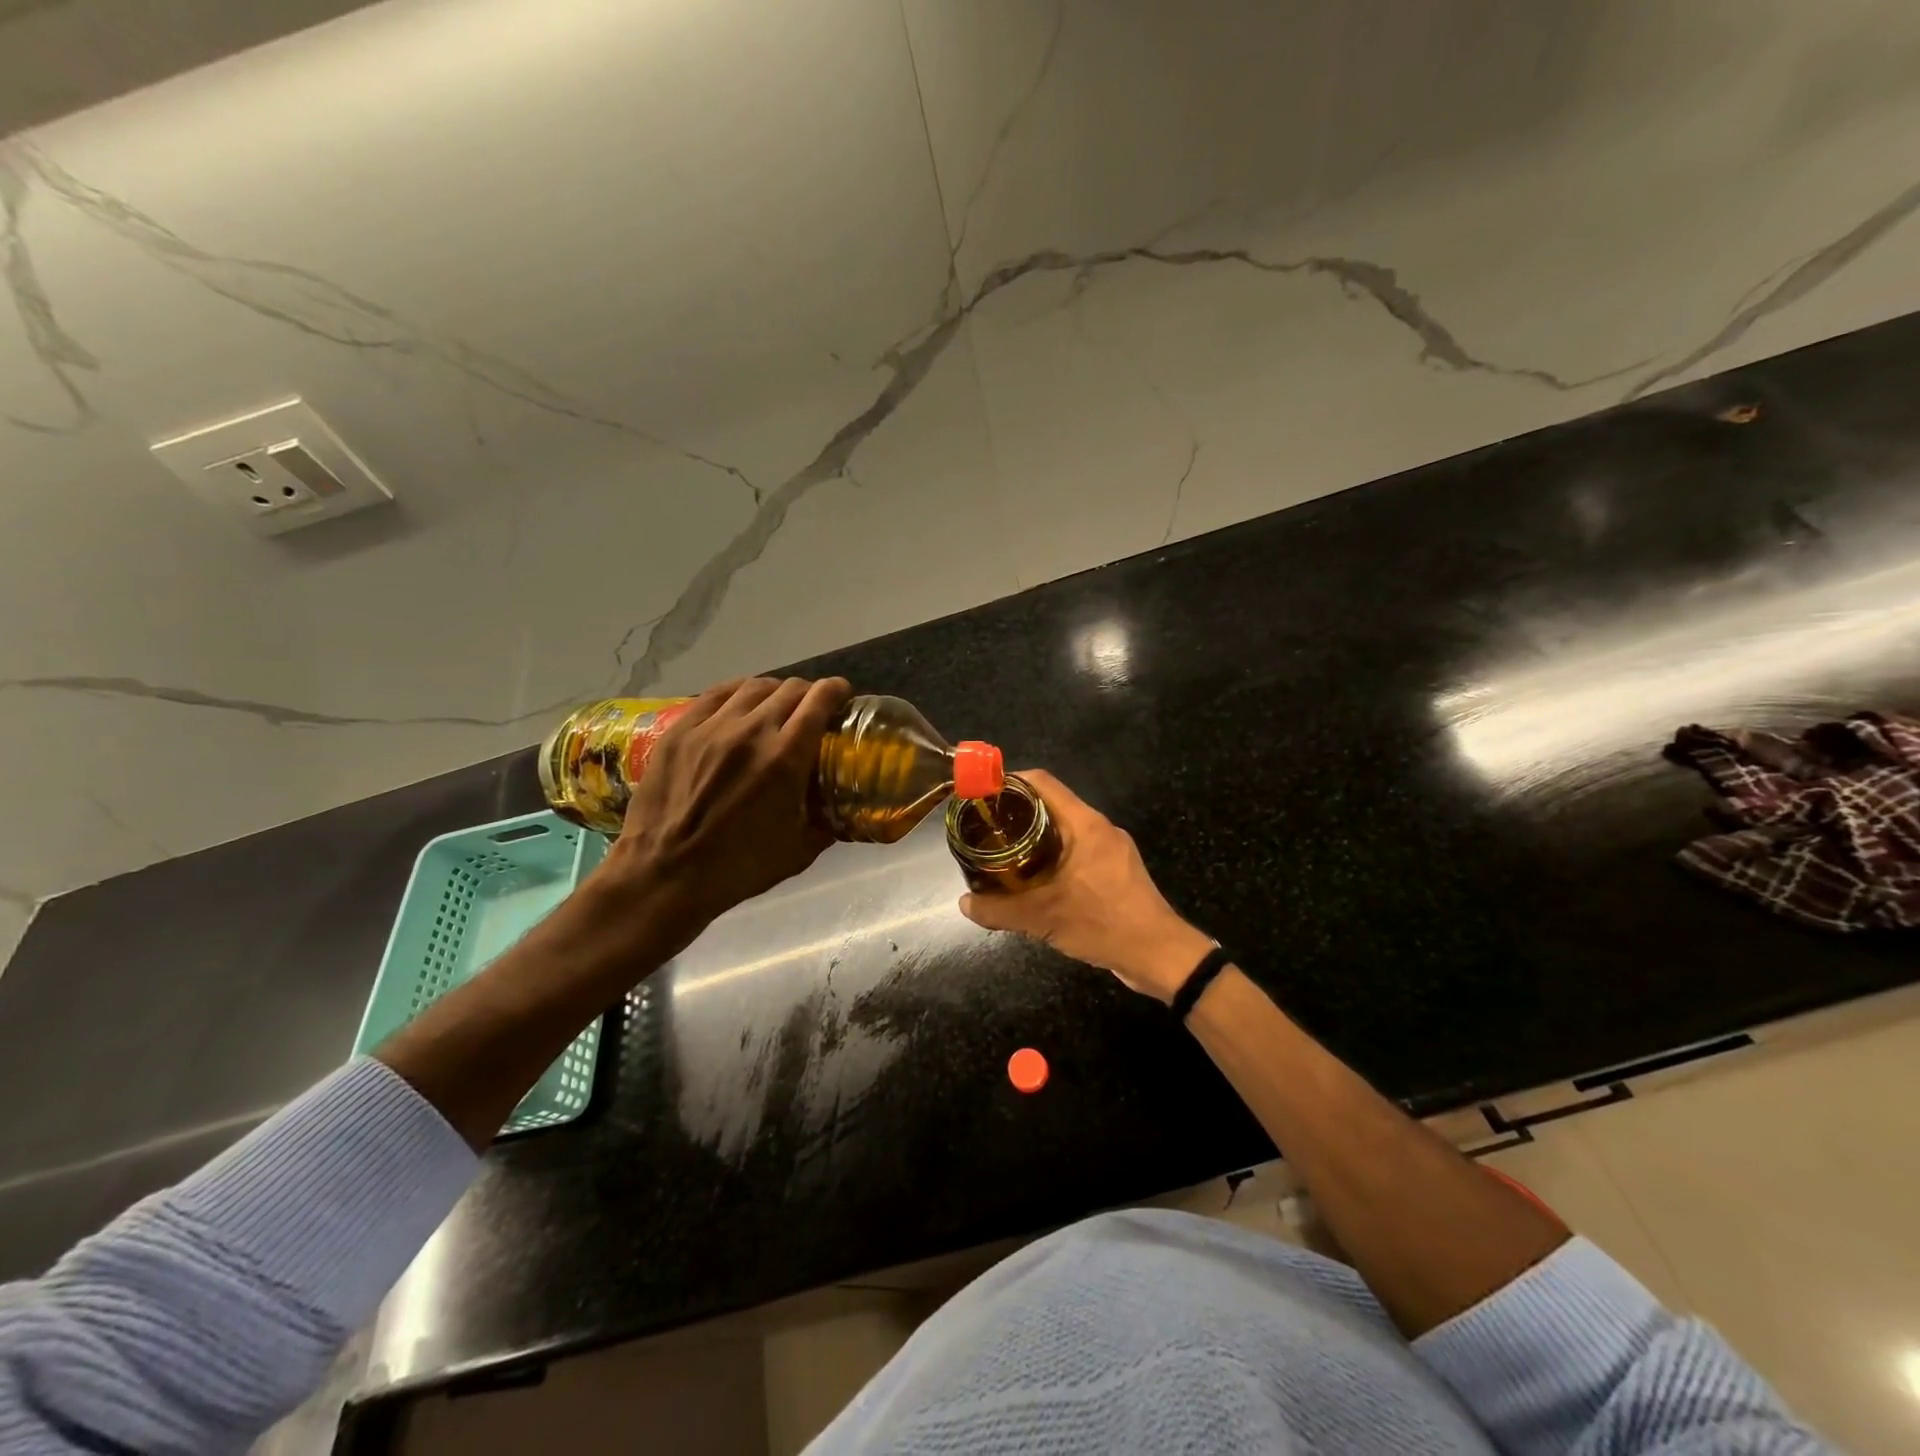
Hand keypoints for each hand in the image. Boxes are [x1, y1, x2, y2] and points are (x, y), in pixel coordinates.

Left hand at [595, 675, 850, 945]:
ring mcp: (711, 727)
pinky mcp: (680, 730)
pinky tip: (741, 702)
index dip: (836, 691)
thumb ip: (827, 823)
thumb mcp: (798, 851)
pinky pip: (716, 694)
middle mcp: (750, 731)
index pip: (818, 702)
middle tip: (812, 707)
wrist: (664, 875)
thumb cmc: (737, 868)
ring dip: (775, 691)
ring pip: (753, 687)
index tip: (843, 695)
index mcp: (785, 759)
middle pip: (789, 689)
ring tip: (778, 703)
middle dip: (809, 692)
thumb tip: (843, 809)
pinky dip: (738, 692)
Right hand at [957, 769, 1213, 1001]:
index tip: (982, 796)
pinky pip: (1077, 850)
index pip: (1042, 783)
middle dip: (1016, 813)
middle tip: (985, 830)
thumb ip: (1000, 910)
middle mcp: (1099, 828)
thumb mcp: (1044, 918)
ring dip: (1034, 837)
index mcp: (1085, 824)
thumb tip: (963, 904)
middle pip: (1051, 804)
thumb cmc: (1104, 924)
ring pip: (1064, 829)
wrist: (1160, 956)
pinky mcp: (1116, 870)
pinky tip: (1034, 880)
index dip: (1009, 782)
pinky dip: (1052, 856)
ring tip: (1003, 854)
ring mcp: (1111, 849)